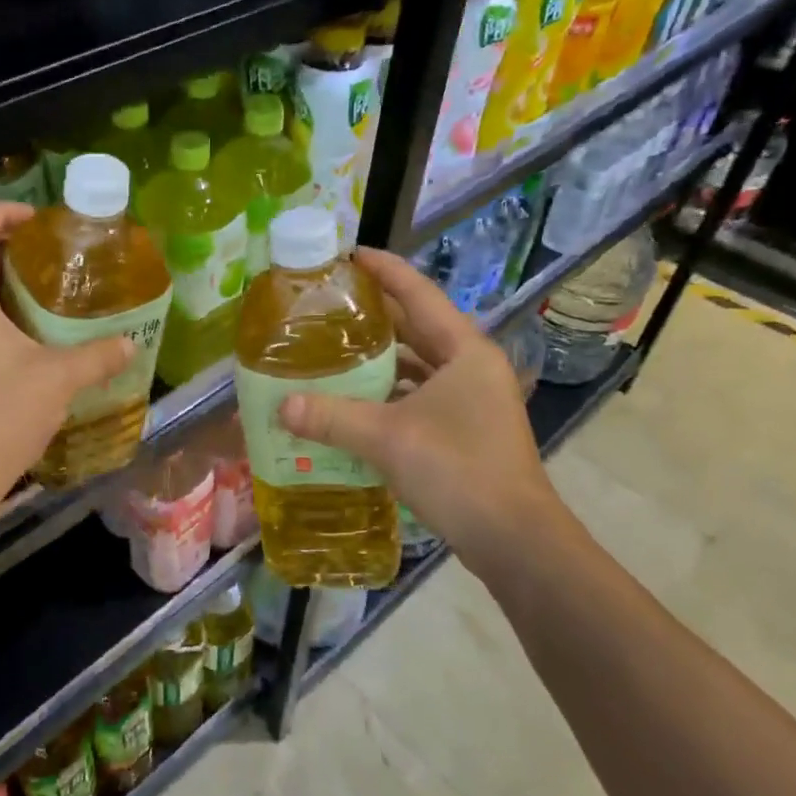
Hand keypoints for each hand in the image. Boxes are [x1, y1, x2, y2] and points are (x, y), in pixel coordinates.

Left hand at [0, 202, 133, 512]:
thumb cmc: (2, 413)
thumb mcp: (59, 378)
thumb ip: (98, 356)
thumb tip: (131, 343)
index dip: (0, 215)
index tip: (37, 219)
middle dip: (13, 250)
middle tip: (57, 254)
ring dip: (13, 287)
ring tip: (57, 292)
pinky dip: (11, 318)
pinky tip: (45, 339)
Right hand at [276, 248, 572, 577]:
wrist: (513, 540)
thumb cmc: (458, 470)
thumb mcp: (387, 438)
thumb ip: (332, 418)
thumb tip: (281, 406)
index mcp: (464, 351)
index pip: (418, 294)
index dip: (384, 270)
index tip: (349, 255)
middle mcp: (471, 368)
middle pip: (417, 329)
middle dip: (375, 316)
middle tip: (329, 306)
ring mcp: (472, 402)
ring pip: (418, 367)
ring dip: (380, 362)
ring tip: (333, 353)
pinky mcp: (466, 432)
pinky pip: (418, 399)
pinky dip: (387, 397)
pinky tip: (353, 405)